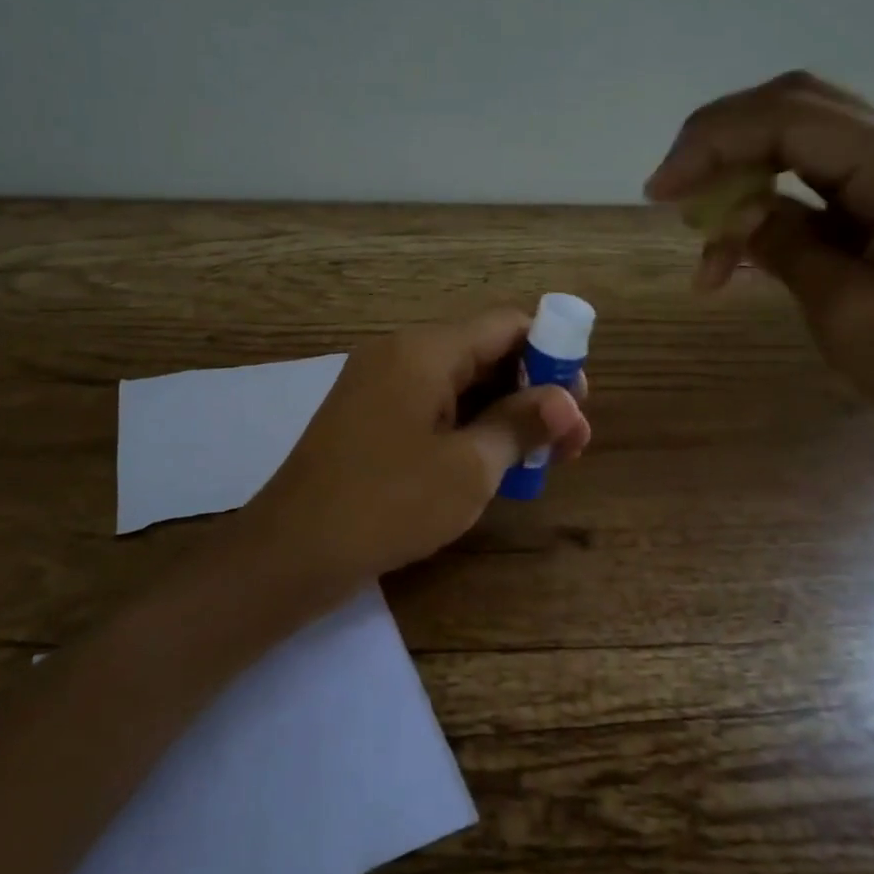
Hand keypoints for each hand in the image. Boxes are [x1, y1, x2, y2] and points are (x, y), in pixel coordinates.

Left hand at [243, 309, 591, 585]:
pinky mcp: (370, 416)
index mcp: (425, 350)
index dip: (552, 353)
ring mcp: (380, 384)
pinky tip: (495, 462)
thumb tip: (567, 400)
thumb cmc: (389, 503)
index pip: (506, 324)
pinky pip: (432, 405)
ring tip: (542, 458)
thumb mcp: (469, 467)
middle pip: (484, 351)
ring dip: (504, 413)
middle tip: (569, 442)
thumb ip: (521, 423)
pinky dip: (469, 425)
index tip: (579, 401)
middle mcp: (400, 353)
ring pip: (460, 382)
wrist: (293, 549)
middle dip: (532, 390)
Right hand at [645, 72, 873, 471]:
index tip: (658, 193)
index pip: (793, 120)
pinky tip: (742, 252)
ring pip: (806, 143)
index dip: (713, 143)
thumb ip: (788, 248)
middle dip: (722, 142)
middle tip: (670, 193)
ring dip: (743, 176)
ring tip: (704, 241)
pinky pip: (822, 188)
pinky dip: (770, 208)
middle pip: (799, 109)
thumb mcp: (855, 318)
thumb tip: (733, 213)